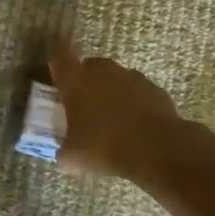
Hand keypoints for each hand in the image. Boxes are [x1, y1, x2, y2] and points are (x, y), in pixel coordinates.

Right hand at [49, 47, 181, 179]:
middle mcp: (101, 70)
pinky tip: (134, 123)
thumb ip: (63, 151)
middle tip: (83, 105)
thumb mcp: (73, 157)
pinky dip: (133, 101)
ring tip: (111, 117)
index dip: (56, 67)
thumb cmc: (106, 146)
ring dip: (110, 90)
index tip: (57, 81)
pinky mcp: (153, 87)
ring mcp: (130, 76)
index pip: (58, 58)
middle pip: (88, 65)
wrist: (158, 148)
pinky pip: (136, 90)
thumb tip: (62, 154)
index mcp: (75, 80)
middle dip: (84, 81)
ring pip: (114, 77)